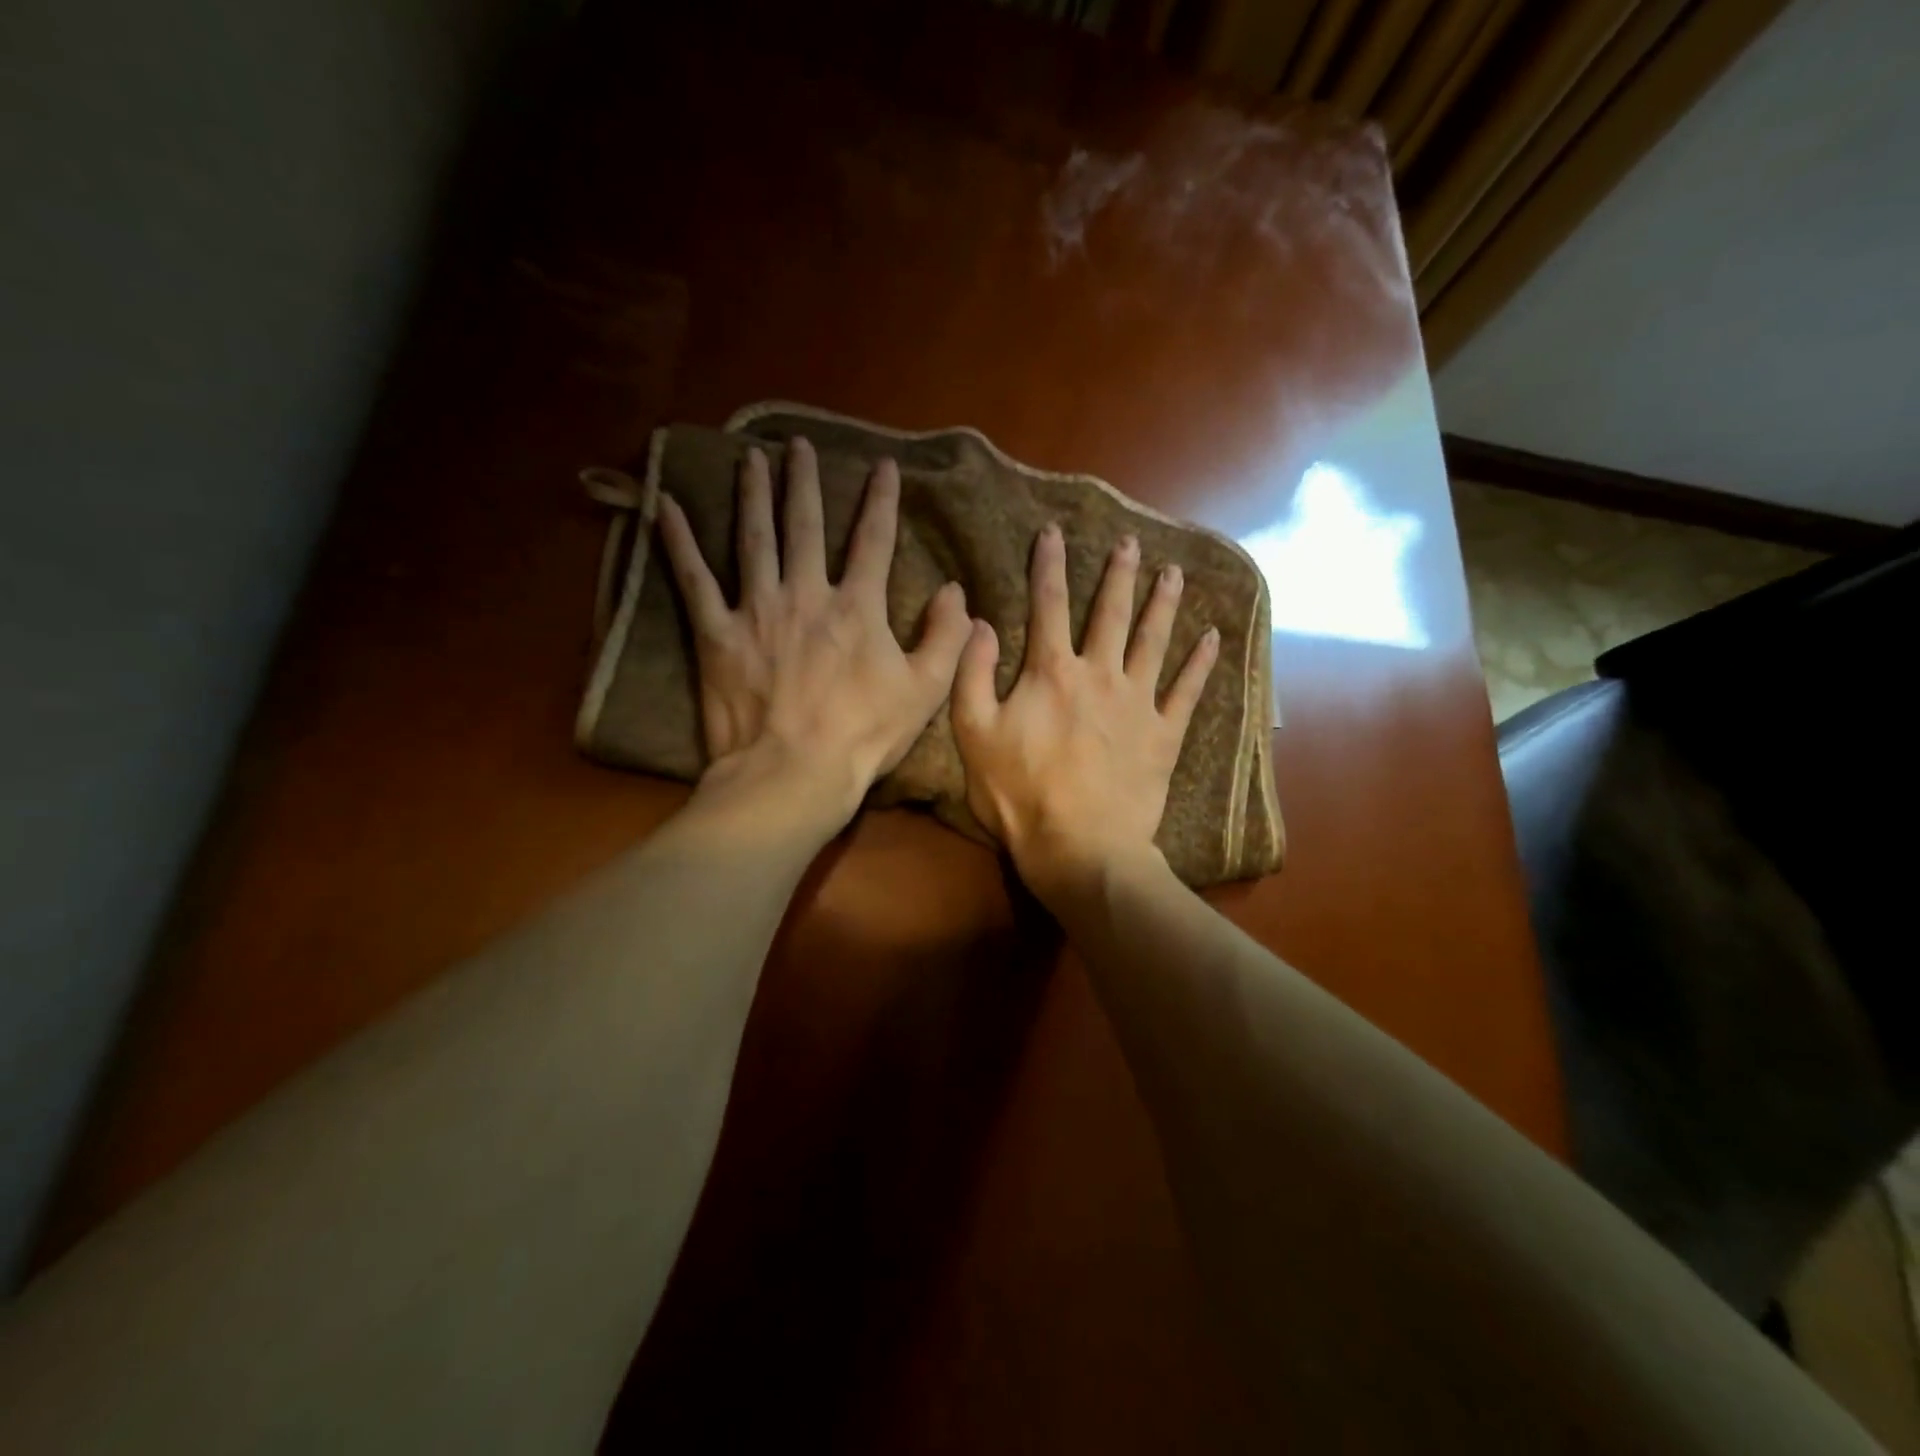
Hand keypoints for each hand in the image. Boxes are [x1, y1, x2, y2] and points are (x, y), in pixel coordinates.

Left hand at [657, 436, 970, 834]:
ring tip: (751, 458)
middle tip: (799, 445)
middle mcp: (806, 593)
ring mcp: (757, 610)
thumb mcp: (925, 691)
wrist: (794, 774)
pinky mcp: (717, 635)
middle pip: (805, 525)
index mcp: (857, 607)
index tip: (884, 466)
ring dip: (753, 494)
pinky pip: (694, 580)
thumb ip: (946, 636)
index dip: (881, 500)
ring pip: (754, 538)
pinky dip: (678, 542)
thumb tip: (954, 591)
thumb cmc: (863, 736)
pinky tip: (665, 507)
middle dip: (805, 481)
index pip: (874, 540)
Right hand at [952, 523, 1218, 906]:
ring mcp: (1137, 702)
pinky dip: (1201, 664)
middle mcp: (1099, 674)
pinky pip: (1188, 691)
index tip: (1054, 531)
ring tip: (1174, 574)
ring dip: (1164, 604)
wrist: (1080, 845)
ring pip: (1154, 641)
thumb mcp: (973, 734)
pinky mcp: (1164, 734)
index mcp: (1051, 672)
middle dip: (1118, 574)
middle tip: (1132, 542)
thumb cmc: (1019, 793)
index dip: (1048, 565)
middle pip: (1110, 613)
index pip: (1047, 605)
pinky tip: (1213, 638)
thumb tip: (981, 622)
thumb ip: (973, 674)